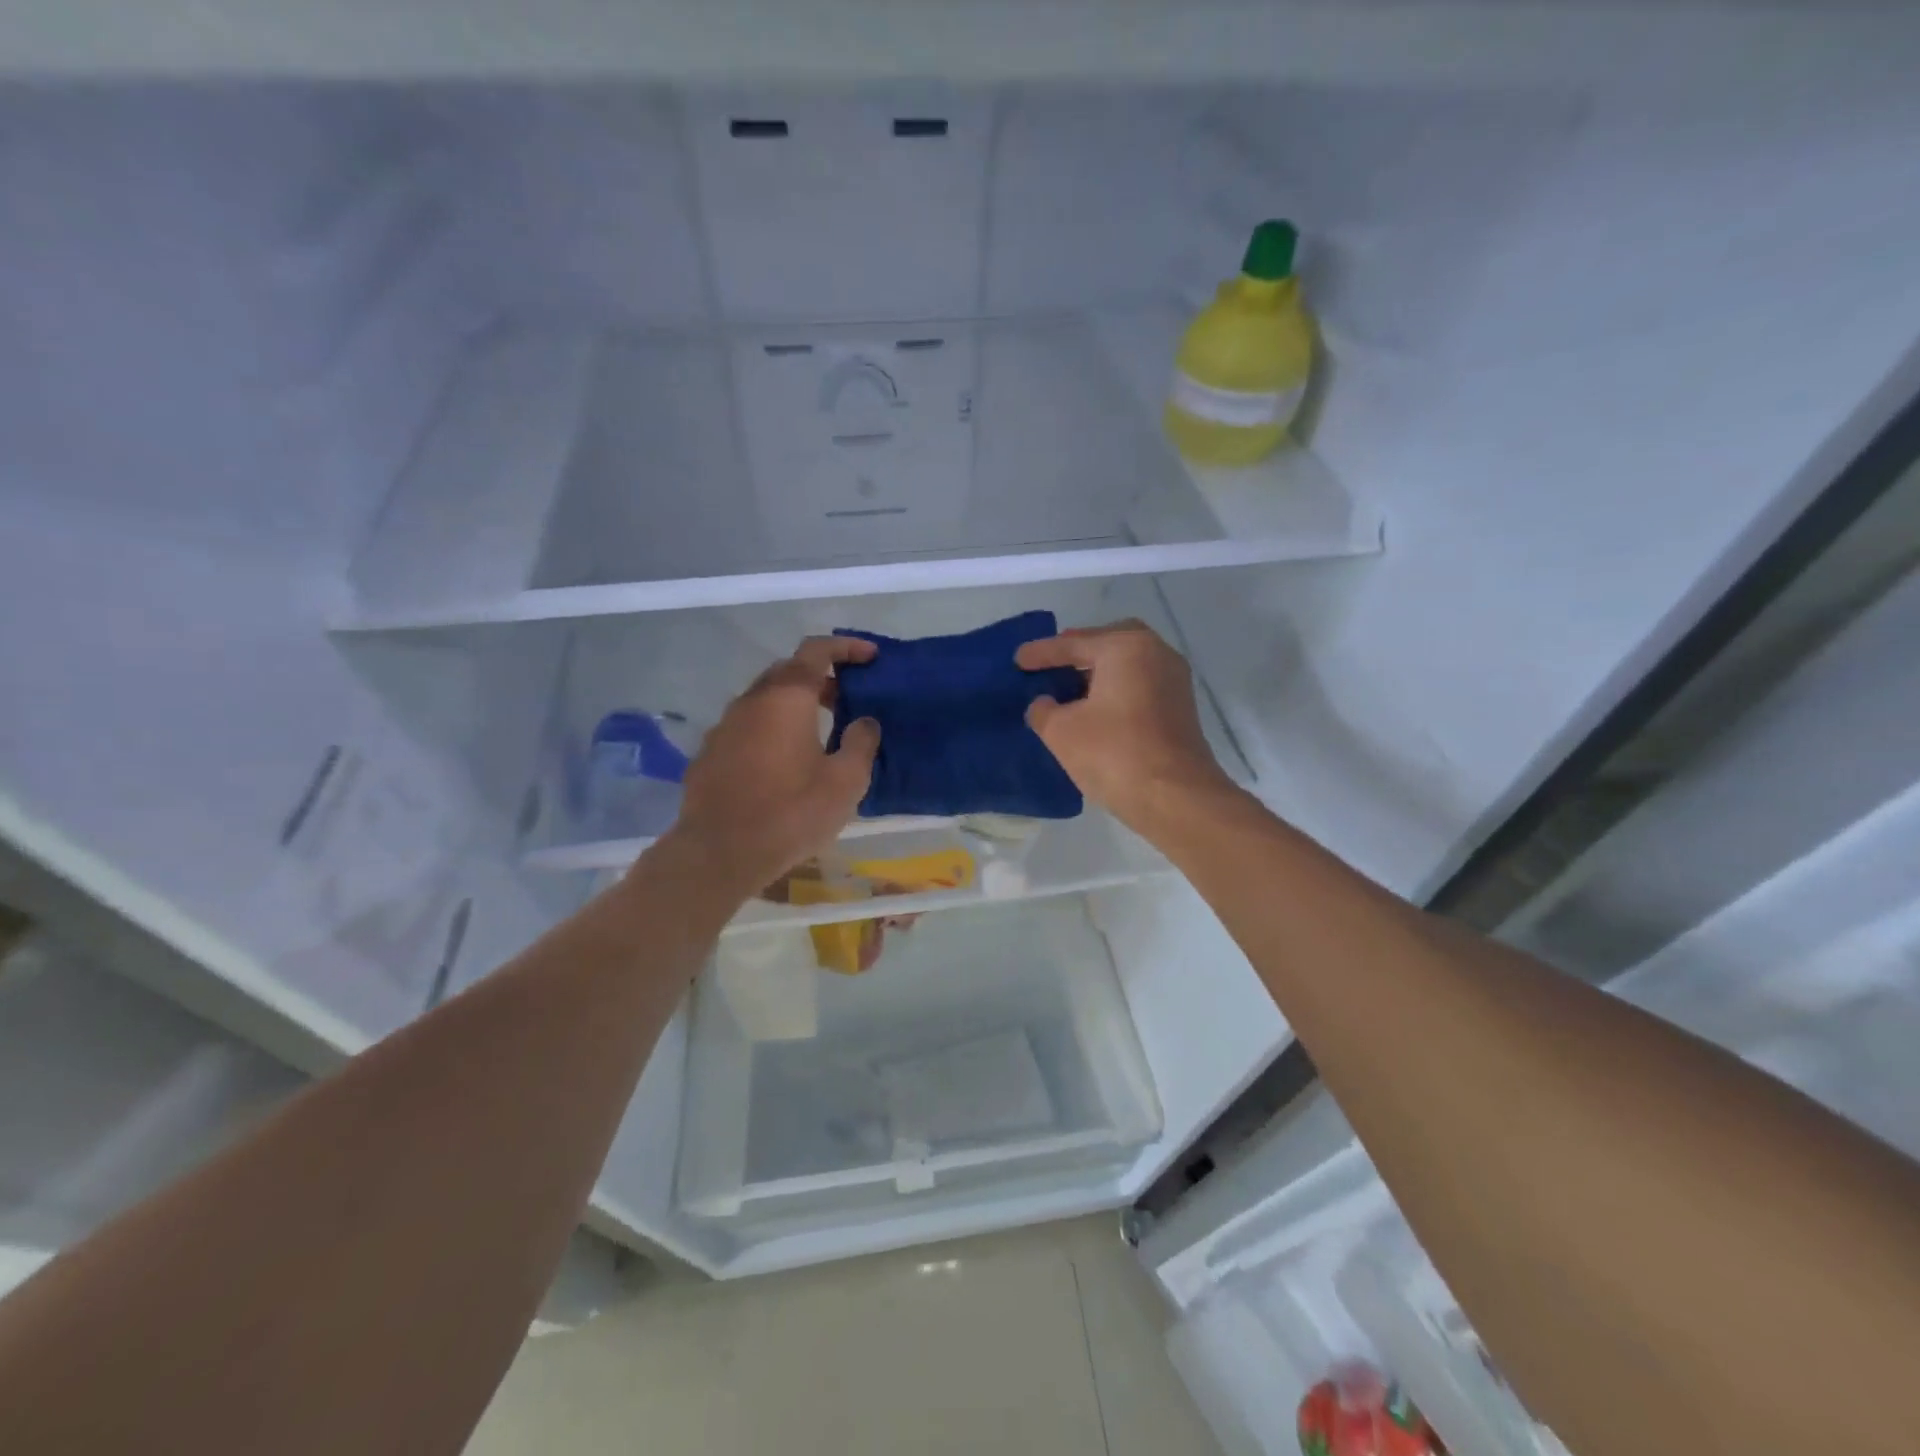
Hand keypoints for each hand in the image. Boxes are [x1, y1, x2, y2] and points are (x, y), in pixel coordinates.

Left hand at [661, 636, 880, 894]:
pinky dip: (771, 729)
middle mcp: (751, 701)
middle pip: (788, 671)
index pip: (816, 650)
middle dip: (820, 677)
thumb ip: (861, 743)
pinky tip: (783, 762)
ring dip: (794, 704)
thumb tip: (864, 722)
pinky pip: (747, 727)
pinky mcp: (709, 753)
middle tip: (847, 699)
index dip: (846, 648)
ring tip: (819, 732)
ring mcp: (724, 726)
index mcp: (787, 697)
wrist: (719, 853)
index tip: (870, 658)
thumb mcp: (845, 782)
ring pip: (764, 699)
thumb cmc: (790, 813)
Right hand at [1016, 620, 1234, 833]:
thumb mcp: (1061, 731)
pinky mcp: (1180, 709)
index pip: (1074, 644)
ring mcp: (1174, 681)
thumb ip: (1043, 710)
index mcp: (1126, 647)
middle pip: (1109, 642)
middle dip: (1079, 652)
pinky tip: (1095, 710)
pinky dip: (1116, 690)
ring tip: (1069, 690)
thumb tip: (1044, 704)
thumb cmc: (1114, 754)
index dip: (1041, 653)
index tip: (1017, 659)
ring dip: (1099, 673)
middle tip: (1052, 664)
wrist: (1176, 798)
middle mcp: (1156, 653)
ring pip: (1128, 664)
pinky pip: (1140, 685)